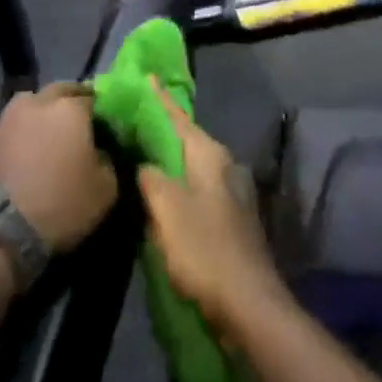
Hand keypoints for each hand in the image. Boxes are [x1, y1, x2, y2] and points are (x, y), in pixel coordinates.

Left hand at [0, 84, 117, 253]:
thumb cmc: (61, 203)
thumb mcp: (105, 189)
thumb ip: (107, 160)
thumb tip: (99, 152)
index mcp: (71, 108)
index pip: (93, 98)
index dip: (101, 112)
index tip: (106, 127)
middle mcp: (39, 102)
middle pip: (61, 91)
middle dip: (72, 101)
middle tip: (80, 123)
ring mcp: (9, 116)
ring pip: (33, 103)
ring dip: (43, 112)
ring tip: (49, 134)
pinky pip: (14, 124)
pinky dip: (23, 131)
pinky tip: (28, 150)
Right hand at [136, 80, 286, 338]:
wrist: (248, 303)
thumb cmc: (204, 249)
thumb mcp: (167, 209)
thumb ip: (151, 177)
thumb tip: (143, 163)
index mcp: (210, 155)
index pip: (178, 118)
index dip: (159, 99)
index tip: (145, 78)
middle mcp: (225, 165)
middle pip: (187, 139)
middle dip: (162, 128)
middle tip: (133, 118)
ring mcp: (232, 192)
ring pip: (193, 164)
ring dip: (169, 158)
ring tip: (142, 151)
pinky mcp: (231, 217)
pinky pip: (198, 187)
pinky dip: (178, 182)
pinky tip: (163, 191)